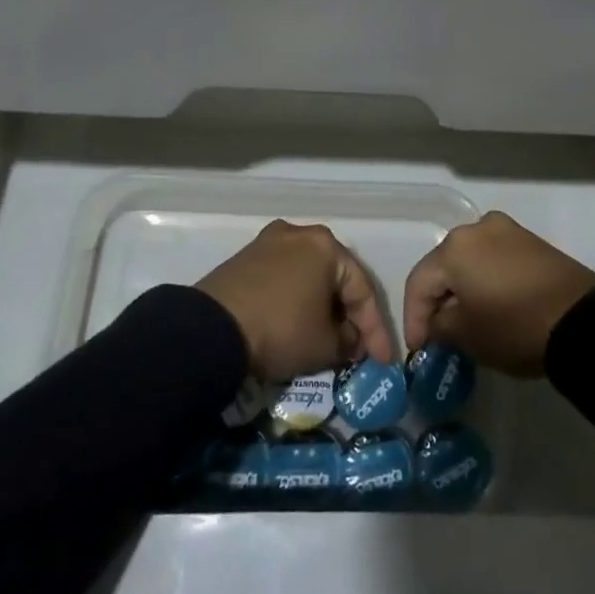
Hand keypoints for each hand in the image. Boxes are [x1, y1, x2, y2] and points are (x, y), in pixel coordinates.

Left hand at [197, 220, 394, 382]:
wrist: (212, 329)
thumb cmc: (281, 329)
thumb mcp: (325, 346)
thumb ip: (348, 342)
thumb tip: (349, 340)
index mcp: (326, 245)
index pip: (362, 288)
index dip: (375, 329)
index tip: (382, 360)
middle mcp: (299, 233)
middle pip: (334, 277)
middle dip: (347, 314)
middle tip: (356, 347)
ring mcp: (268, 242)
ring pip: (308, 276)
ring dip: (321, 307)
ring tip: (328, 338)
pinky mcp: (245, 258)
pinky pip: (283, 278)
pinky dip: (296, 300)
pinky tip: (298, 324)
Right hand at [402, 212, 594, 377]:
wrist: (583, 321)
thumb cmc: (514, 327)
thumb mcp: (468, 336)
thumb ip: (440, 326)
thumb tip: (437, 323)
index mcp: (454, 247)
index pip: (419, 282)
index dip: (413, 318)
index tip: (418, 349)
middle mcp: (477, 228)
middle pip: (444, 266)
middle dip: (437, 300)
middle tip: (437, 334)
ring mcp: (507, 231)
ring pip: (470, 261)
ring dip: (462, 289)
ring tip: (464, 321)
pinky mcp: (531, 242)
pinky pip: (495, 260)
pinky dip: (486, 281)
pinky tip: (490, 306)